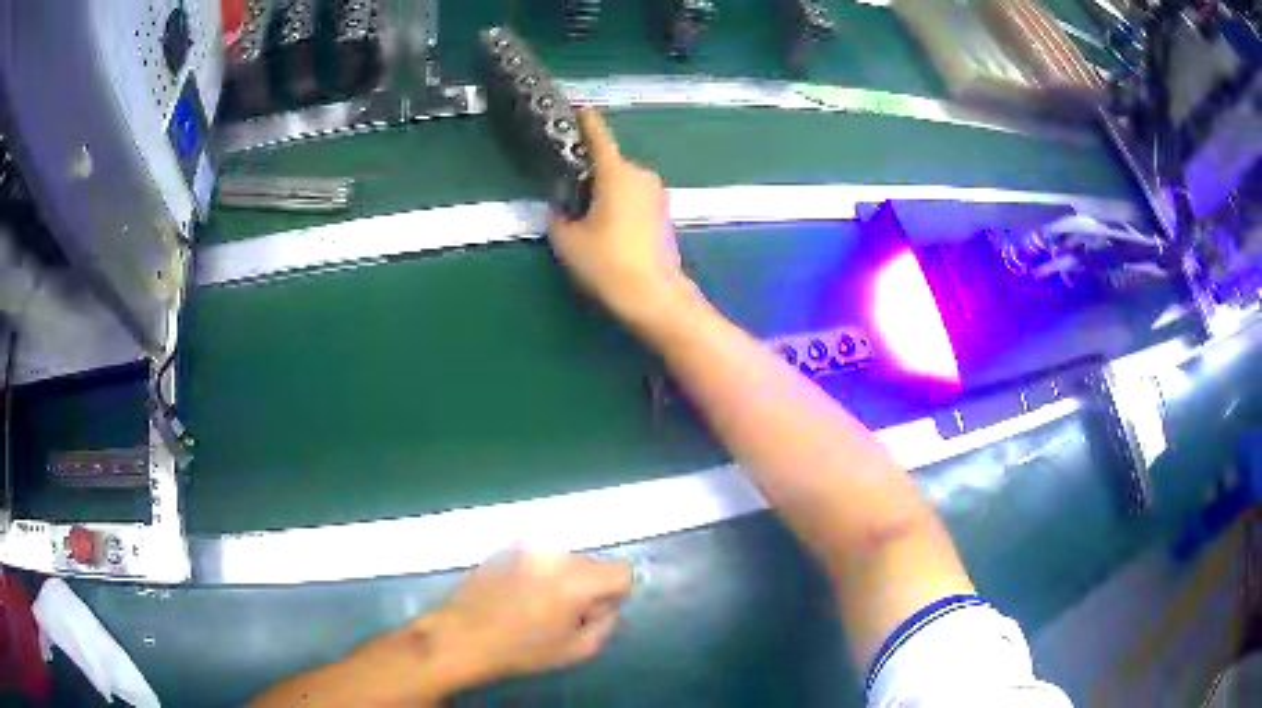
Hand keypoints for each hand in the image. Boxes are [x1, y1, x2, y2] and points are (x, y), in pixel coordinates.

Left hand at [430, 550, 633, 684]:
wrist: (463, 637)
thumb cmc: (521, 650)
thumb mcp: (577, 650)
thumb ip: (607, 625)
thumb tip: (609, 606)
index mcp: (577, 581)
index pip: (623, 571)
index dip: (616, 594)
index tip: (594, 613)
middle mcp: (556, 556)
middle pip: (594, 562)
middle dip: (589, 585)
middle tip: (565, 613)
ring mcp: (528, 547)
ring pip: (565, 558)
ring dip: (563, 577)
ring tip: (537, 604)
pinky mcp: (506, 548)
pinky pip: (538, 557)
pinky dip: (538, 572)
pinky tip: (517, 594)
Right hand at [548, 110, 695, 331]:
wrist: (654, 296)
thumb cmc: (608, 263)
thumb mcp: (568, 240)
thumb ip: (558, 216)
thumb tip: (561, 208)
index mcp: (616, 173)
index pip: (599, 136)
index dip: (586, 121)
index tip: (578, 108)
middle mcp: (641, 176)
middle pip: (610, 163)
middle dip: (590, 171)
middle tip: (569, 192)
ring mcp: (657, 195)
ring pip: (623, 181)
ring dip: (605, 190)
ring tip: (587, 218)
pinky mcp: (664, 213)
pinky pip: (634, 197)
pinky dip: (619, 203)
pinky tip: (608, 229)